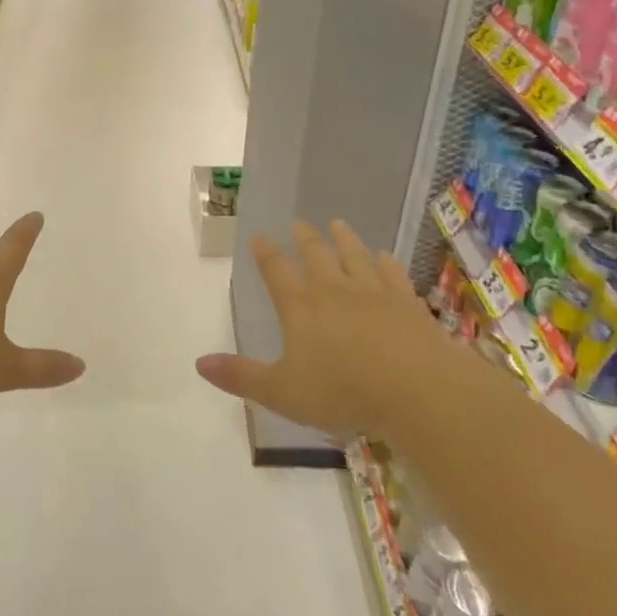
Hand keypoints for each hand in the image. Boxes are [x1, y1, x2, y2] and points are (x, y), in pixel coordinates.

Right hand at [196, 221, 439, 435]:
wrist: (417, 389)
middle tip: (298, 223)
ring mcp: (374, 292)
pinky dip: (385, 262)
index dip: (265, 253)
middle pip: (316, 254)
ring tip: (337, 223)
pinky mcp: (407, 302)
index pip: (276, 271)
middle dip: (304, 238)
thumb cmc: (342, 391)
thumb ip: (241, 376)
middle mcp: (334, 290)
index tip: (259, 236)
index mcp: (300, 307)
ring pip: (354, 256)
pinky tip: (384, 256)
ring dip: (344, 239)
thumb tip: (199, 363)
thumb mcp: (281, 392)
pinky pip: (392, 274)